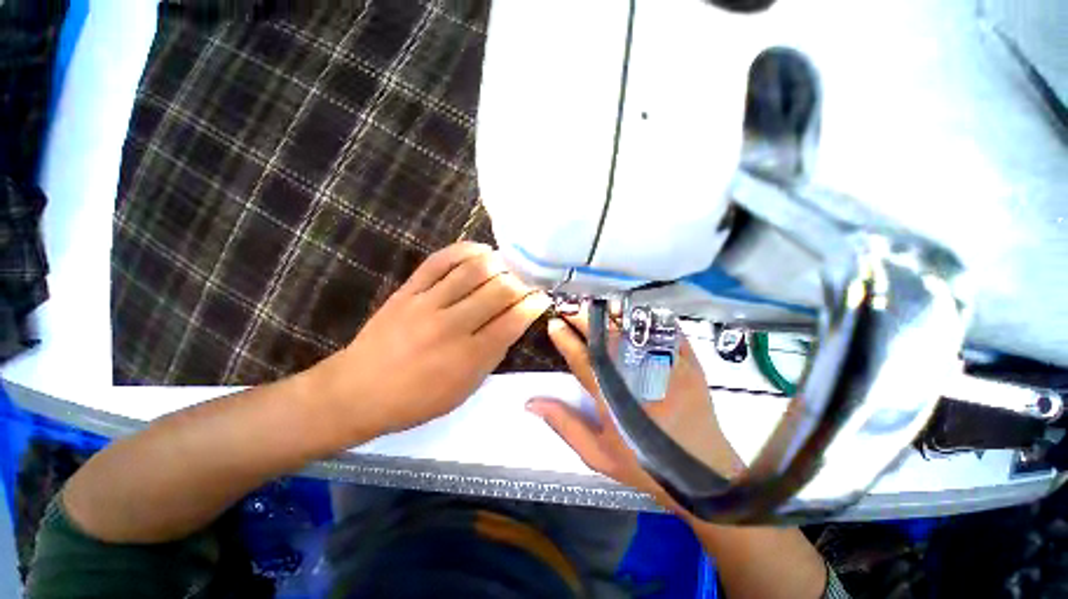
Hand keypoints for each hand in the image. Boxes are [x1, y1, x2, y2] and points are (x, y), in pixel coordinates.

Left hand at [313, 242, 549, 436]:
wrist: (358, 391)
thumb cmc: (417, 400)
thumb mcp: (465, 389)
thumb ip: (492, 355)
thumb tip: (512, 324)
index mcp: (469, 357)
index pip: (513, 321)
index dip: (534, 305)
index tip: (542, 297)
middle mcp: (451, 326)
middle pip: (498, 291)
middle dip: (521, 283)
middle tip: (526, 283)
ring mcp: (427, 304)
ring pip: (473, 270)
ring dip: (499, 263)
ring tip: (507, 266)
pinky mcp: (408, 291)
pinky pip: (440, 261)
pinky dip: (464, 250)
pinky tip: (481, 251)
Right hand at [527, 310, 743, 514]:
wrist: (703, 476)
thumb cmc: (645, 466)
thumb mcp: (598, 455)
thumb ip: (565, 425)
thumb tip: (531, 402)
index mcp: (612, 398)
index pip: (582, 359)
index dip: (565, 340)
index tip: (553, 324)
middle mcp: (637, 376)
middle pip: (605, 339)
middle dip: (584, 320)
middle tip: (569, 307)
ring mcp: (666, 367)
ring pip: (633, 331)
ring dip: (611, 314)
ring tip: (596, 305)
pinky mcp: (689, 364)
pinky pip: (667, 332)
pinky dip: (650, 317)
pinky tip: (636, 310)